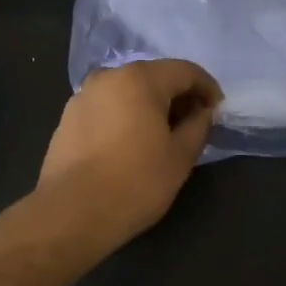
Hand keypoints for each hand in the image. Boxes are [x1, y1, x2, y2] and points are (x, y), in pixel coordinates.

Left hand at [37, 60, 223, 248]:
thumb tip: (203, 112)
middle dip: (178, 96)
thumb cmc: (135, 183)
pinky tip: (132, 144)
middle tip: (194, 124)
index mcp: (140, 79)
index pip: (185, 71)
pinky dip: (126, 116)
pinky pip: (108, 107)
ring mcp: (83, 96)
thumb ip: (199, 126)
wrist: (71, 214)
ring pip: (128, 91)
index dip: (207, 88)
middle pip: (154, 77)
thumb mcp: (180, 157)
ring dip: (151, 106)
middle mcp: (109, 77)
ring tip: (163, 136)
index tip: (217, 111)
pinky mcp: (68, 118)